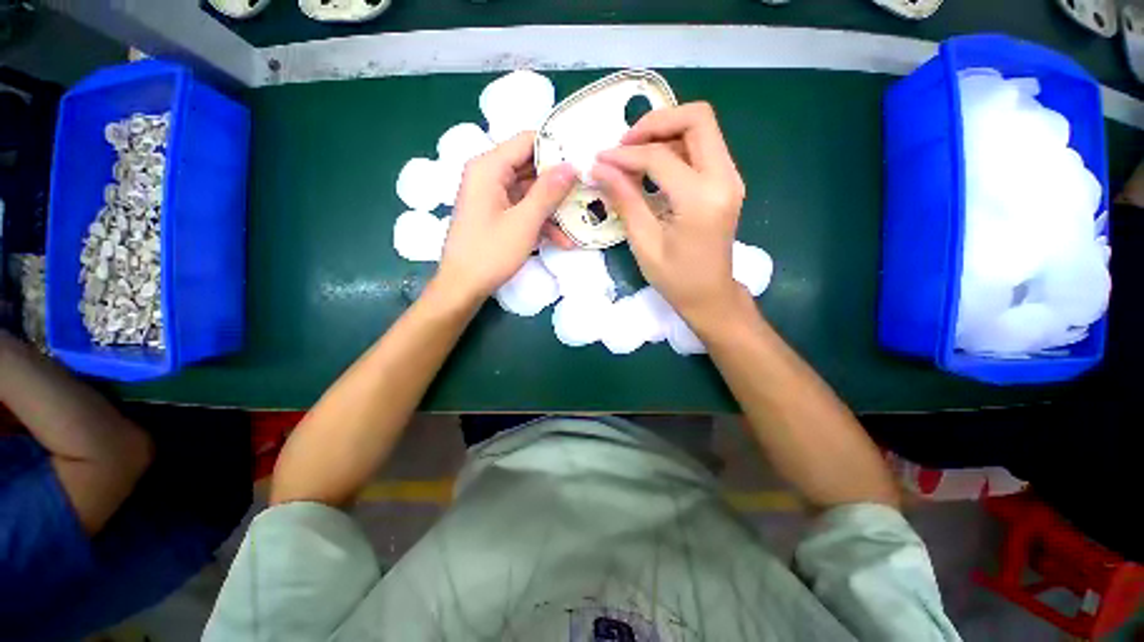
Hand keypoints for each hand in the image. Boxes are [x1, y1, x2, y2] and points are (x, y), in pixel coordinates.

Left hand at [435, 132, 576, 303]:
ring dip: (553, 208)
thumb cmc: (490, 253)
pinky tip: (562, 240)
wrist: (463, 287)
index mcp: (489, 168)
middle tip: (587, 188)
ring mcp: (492, 197)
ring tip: (580, 219)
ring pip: (529, 192)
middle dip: (558, 181)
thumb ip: (548, 192)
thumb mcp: (524, 222)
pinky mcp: (496, 215)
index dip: (556, 147)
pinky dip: (540, 222)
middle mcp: (488, 176)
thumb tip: (571, 165)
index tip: (582, 159)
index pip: (527, 141)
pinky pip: (522, 210)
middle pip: (530, 167)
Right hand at [592, 102, 746, 326]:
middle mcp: (724, 178)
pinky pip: (702, 148)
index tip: (600, 160)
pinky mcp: (726, 182)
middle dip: (655, 123)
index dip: (625, 155)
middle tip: (624, 145)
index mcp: (701, 199)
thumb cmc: (676, 278)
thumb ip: (624, 198)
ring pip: (700, 129)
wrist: (710, 295)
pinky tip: (652, 168)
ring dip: (664, 133)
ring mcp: (730, 178)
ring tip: (633, 157)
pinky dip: (675, 148)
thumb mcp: (644, 241)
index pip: (660, 156)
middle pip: (696, 118)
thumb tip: (599, 167)